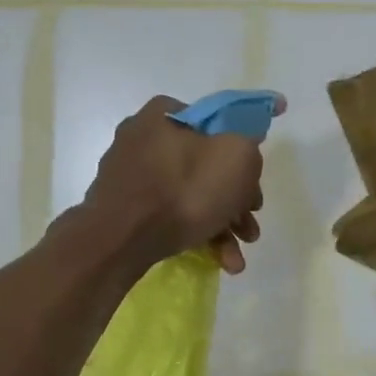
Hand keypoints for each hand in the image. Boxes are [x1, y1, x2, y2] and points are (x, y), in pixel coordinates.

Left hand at [80, 95, 278, 274]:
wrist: (120, 241)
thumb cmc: (183, 192)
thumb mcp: (237, 157)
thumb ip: (249, 144)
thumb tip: (245, 146)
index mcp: (166, 114)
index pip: (218, 125)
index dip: (245, 156)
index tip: (256, 186)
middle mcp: (144, 138)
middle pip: (206, 167)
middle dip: (235, 202)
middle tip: (249, 228)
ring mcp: (131, 175)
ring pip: (190, 196)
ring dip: (221, 226)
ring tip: (236, 258)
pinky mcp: (124, 208)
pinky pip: (169, 215)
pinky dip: (196, 234)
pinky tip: (218, 261)